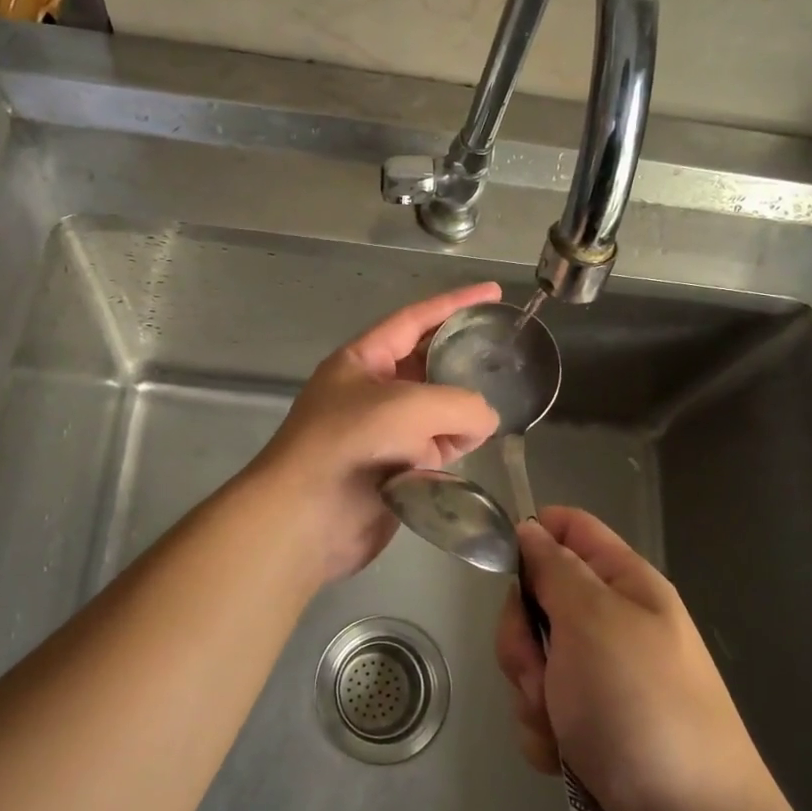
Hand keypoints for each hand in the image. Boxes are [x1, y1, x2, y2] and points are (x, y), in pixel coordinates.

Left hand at [249, 283, 502, 583]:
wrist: (306, 519)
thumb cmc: (351, 444)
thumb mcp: (410, 407)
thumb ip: (461, 404)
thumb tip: (485, 421)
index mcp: (363, 359)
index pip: (416, 319)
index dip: (455, 303)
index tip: (494, 291)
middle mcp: (372, 391)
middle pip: (428, 364)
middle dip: (463, 357)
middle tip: (505, 353)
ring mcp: (383, 431)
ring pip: (437, 409)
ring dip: (462, 409)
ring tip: (502, 401)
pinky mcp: (395, 470)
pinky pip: (434, 448)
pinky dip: (454, 446)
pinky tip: (475, 444)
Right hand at [495, 506, 778, 810]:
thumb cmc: (641, 705)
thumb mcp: (593, 620)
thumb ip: (554, 569)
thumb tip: (530, 528)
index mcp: (625, 584)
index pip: (570, 528)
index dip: (532, 535)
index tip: (505, 569)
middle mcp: (612, 623)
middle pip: (537, 598)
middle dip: (524, 636)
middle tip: (541, 669)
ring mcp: (600, 677)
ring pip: (532, 658)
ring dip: (532, 691)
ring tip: (560, 725)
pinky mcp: (589, 725)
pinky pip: (541, 708)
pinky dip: (544, 731)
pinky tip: (563, 756)